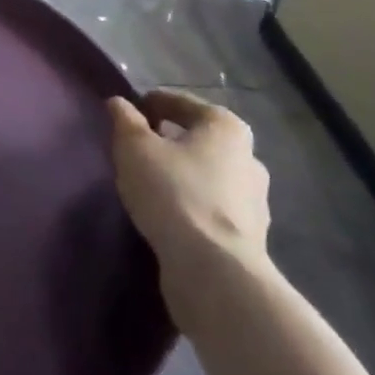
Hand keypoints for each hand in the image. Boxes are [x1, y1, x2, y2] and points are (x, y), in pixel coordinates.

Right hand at [108, 90, 271, 308]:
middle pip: (196, 138)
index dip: (147, 104)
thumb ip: (125, 119)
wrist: (214, 272)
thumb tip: (119, 103)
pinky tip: (168, 214)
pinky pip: (211, 206)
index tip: (124, 117)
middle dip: (167, 140)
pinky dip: (191, 204)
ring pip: (206, 174)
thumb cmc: (173, 193)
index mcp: (225, 126)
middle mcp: (248, 157)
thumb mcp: (134, 147)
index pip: (178, 102)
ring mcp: (254, 200)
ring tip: (148, 185)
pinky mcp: (250, 237)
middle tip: (135, 150)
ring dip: (181, 174)